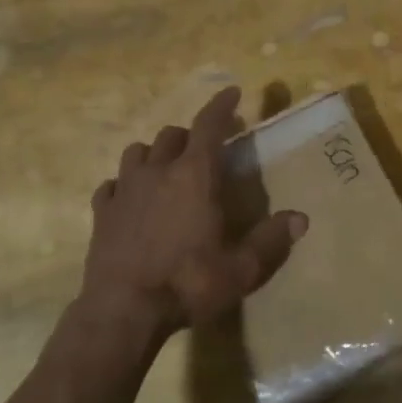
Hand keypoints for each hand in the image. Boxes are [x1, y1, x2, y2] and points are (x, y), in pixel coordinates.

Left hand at [82, 86, 307, 335]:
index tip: (232, 91)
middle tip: (204, 149)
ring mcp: (124, 190)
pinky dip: (124, 185)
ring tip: (165, 169)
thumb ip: (270, 240)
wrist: (124, 310)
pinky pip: (111, 185)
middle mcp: (157, 172)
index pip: (209, 126)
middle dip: (190, 136)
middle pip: (172, 135)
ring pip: (137, 153)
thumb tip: (300, 219)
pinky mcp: (101, 213)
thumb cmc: (189, 284)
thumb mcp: (241, 269)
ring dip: (155, 154)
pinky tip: (130, 199)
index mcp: (195, 177)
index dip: (222, 105)